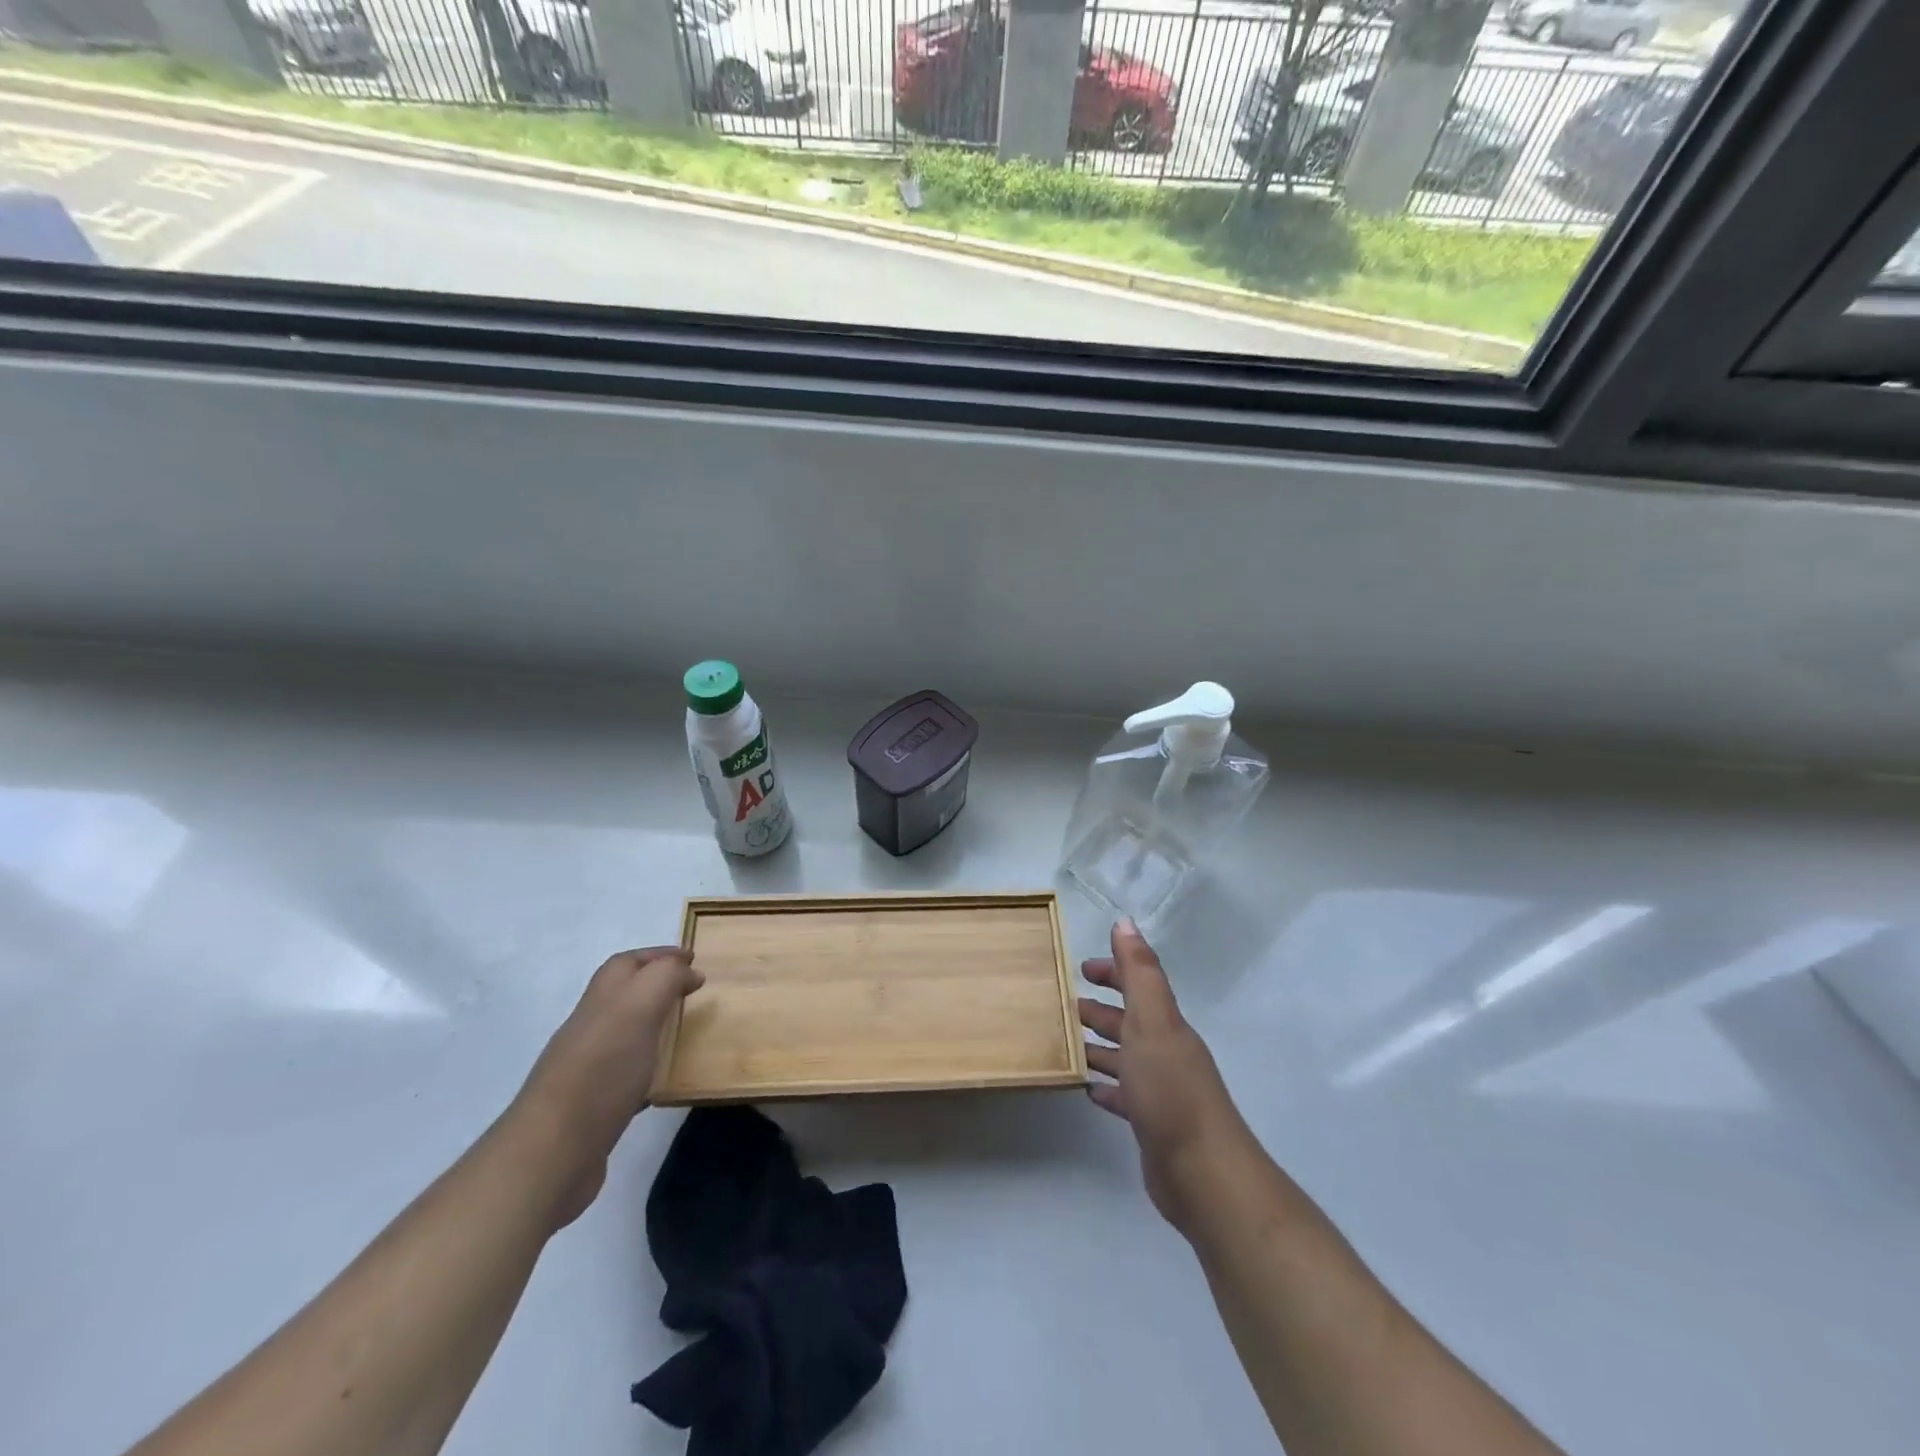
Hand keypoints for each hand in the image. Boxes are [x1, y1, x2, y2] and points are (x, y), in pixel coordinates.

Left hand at [511, 947, 703, 1227]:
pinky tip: (663, 1082)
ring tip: (684, 1032)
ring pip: (624, 1034)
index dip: (658, 956)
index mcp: (602, 1000)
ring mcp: (587, 1068)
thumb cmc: (602, 1070)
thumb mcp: (639, 1007)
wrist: (552, 1152)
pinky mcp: (592, 1107)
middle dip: (655, 986)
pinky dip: (647, 1069)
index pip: (627, 963)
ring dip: (652, 1026)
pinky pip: (625, 1075)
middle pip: (622, 995)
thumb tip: (688, 973)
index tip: (693, 959)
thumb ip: (665, 978)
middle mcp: (590, 1028)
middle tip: (691, 992)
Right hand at [1080, 920, 1250, 1233]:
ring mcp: (1160, 1088)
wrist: (1202, 1171)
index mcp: (1164, 1024)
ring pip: (1124, 1056)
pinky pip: (1123, 1095)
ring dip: (1099, 1045)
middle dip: (1101, 1008)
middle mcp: (1165, 1050)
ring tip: (1067, 1043)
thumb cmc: (1170, 1089)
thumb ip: (1139, 972)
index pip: (1138, 984)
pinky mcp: (1151, 1122)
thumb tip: (1125, 922)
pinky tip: (1087, 1089)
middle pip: (1130, 1019)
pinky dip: (1106, 1087)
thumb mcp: (1152, 1021)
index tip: (1080, 967)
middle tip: (1065, 1004)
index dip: (1113, 971)